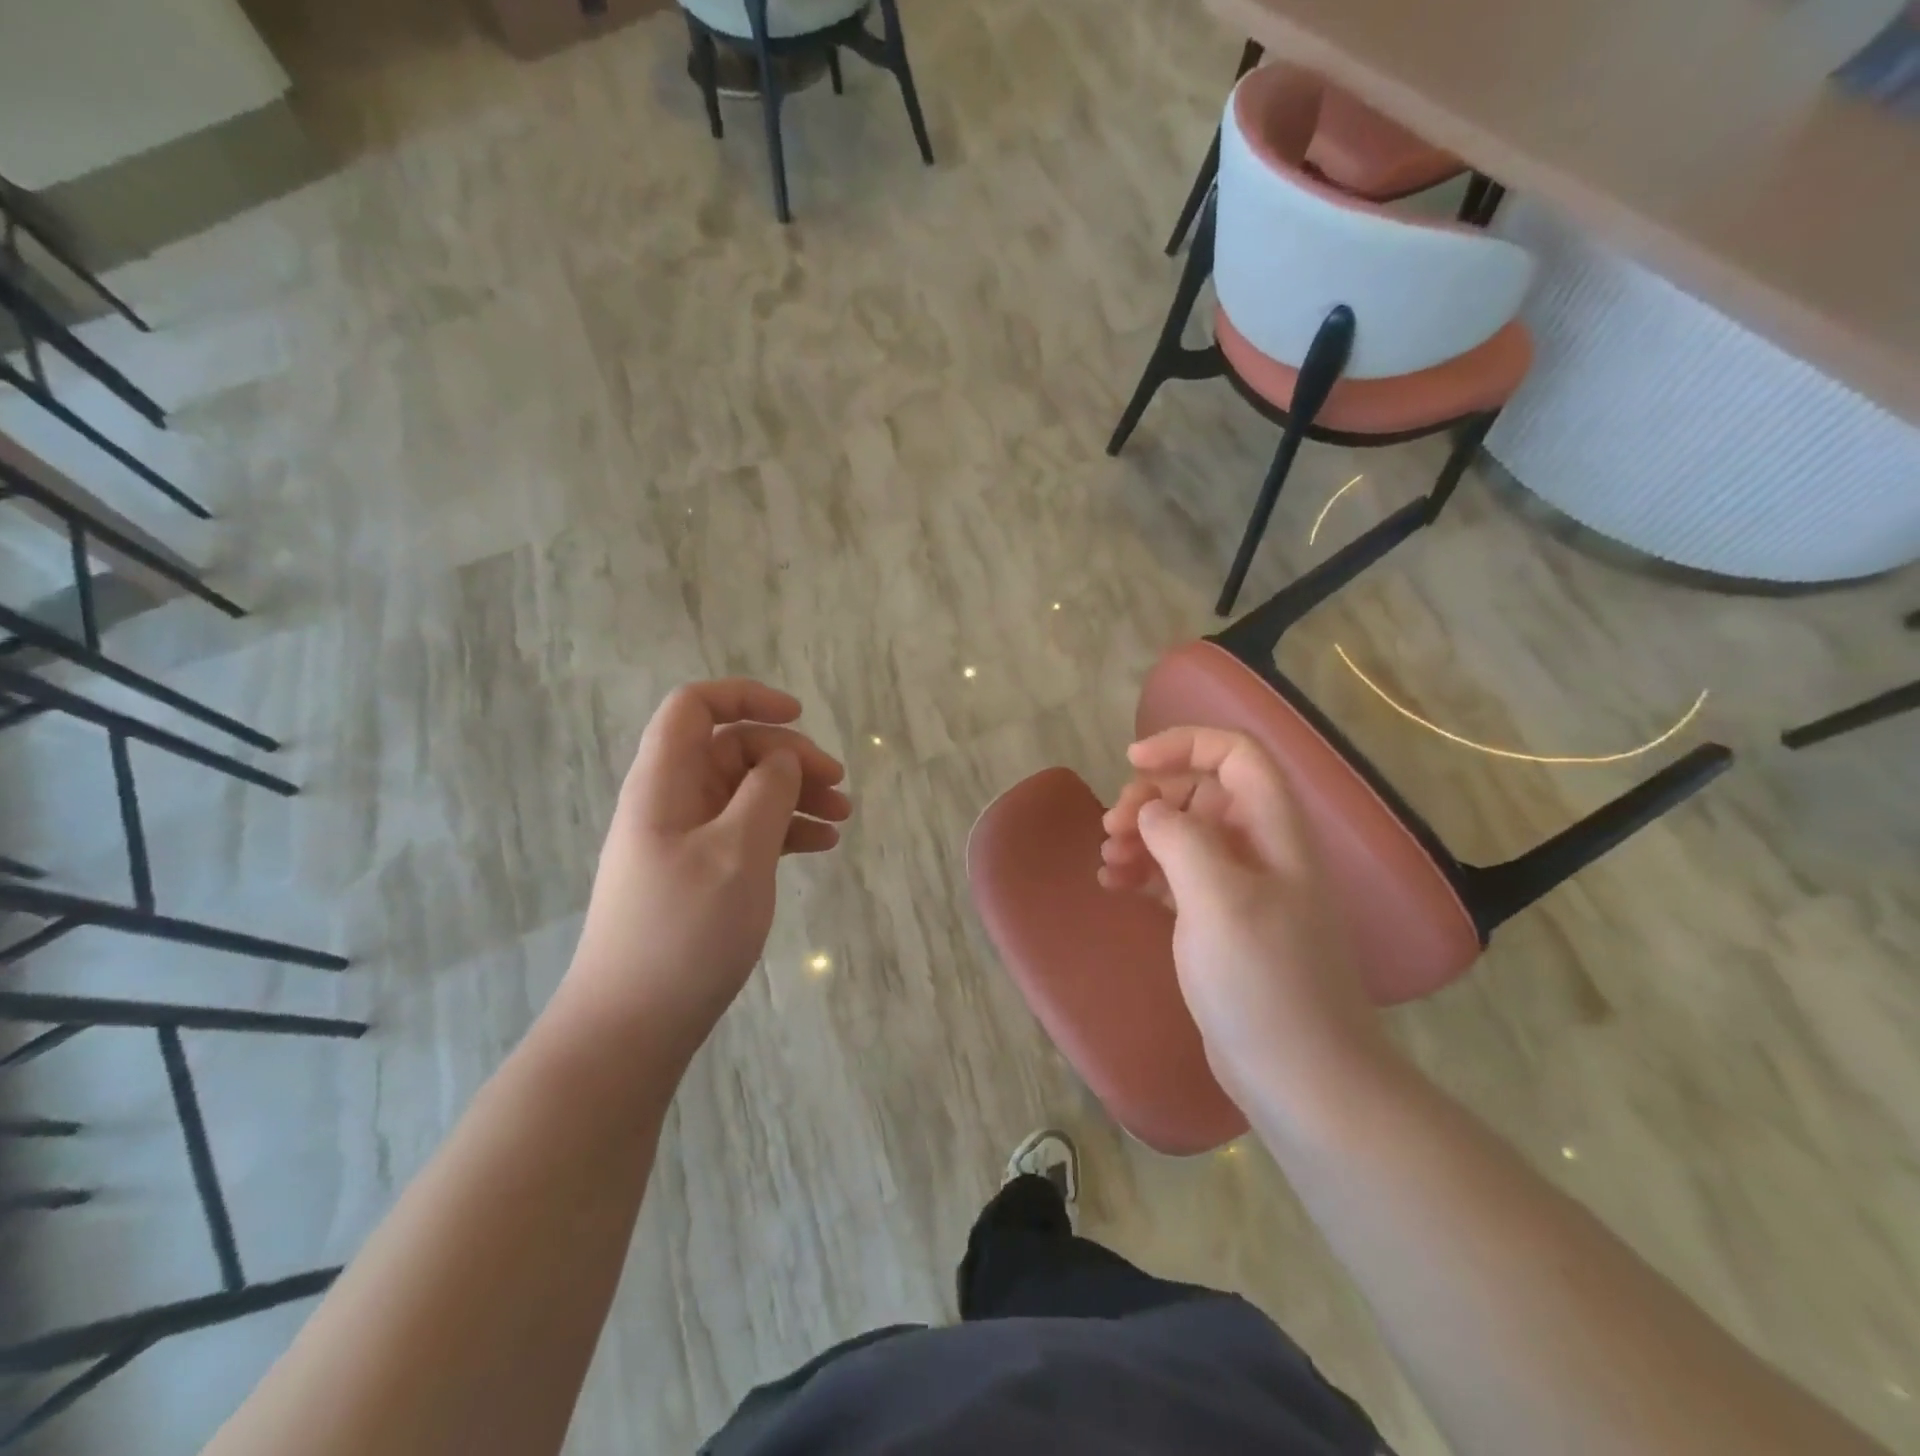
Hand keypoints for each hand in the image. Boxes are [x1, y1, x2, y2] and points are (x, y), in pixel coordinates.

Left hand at [566, 680, 851, 1046]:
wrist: (632, 1026)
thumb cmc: (683, 932)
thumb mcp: (737, 853)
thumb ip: (766, 792)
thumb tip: (782, 758)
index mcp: (665, 783)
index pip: (696, 707)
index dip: (746, 697)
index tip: (799, 716)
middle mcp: (672, 801)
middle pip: (732, 749)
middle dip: (789, 757)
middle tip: (838, 785)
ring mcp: (685, 839)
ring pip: (746, 793)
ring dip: (795, 795)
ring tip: (842, 818)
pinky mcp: (700, 873)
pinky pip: (746, 831)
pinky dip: (784, 830)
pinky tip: (822, 846)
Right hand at [1099, 727, 1387, 1106]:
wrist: (1301, 1076)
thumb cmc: (1263, 982)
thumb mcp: (1218, 900)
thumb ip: (1182, 839)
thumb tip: (1152, 813)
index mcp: (1273, 831)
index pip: (1236, 755)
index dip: (1186, 744)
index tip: (1133, 762)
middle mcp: (1260, 850)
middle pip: (1203, 792)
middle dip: (1153, 798)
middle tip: (1113, 826)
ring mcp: (1240, 888)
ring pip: (1184, 834)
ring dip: (1141, 835)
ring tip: (1108, 860)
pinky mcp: (1219, 923)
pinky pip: (1175, 876)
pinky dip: (1144, 871)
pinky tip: (1114, 885)